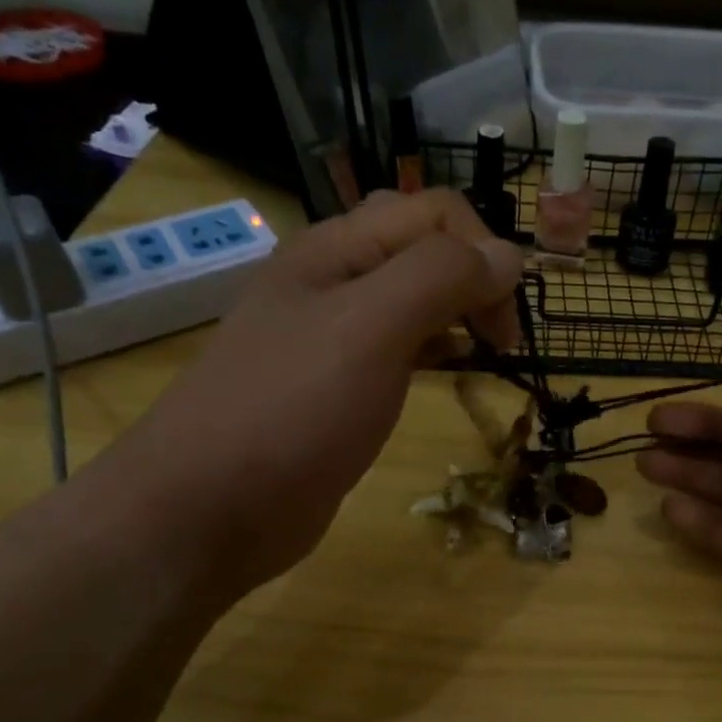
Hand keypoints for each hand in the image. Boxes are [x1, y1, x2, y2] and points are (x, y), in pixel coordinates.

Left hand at [98, 189, 523, 597]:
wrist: (211, 508)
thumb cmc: (293, 411)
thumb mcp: (371, 329)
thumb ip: (440, 278)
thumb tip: (510, 256)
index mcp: (337, 250)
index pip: (434, 213)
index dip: (484, 252)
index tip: (508, 324)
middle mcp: (333, 282)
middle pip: (423, 249)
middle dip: (475, 279)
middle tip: (503, 340)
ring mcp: (331, 338)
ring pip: (412, 300)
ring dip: (458, 314)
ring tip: (489, 354)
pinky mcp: (335, 388)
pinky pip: (397, 348)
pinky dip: (434, 350)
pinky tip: (448, 374)